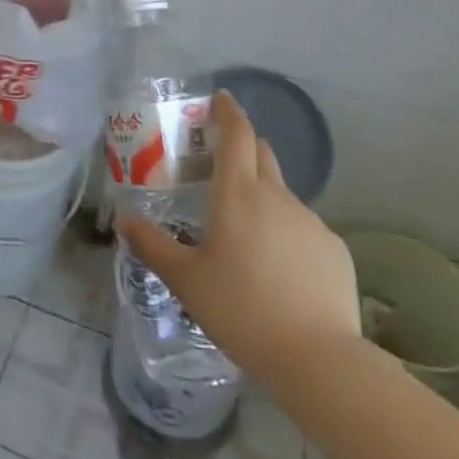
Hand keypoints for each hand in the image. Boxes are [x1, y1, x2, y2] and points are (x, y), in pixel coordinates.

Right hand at [118, 90, 359, 388]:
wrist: (318, 360)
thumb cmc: (241, 310)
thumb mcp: (186, 280)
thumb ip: (152, 245)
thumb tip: (124, 219)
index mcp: (238, 193)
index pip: (237, 134)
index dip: (228, 111)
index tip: (220, 98)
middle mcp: (277, 196)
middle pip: (261, 153)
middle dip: (242, 147)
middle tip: (219, 161)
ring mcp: (311, 221)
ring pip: (281, 194)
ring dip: (262, 196)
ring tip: (245, 233)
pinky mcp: (334, 249)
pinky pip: (303, 227)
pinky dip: (285, 232)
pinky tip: (278, 269)